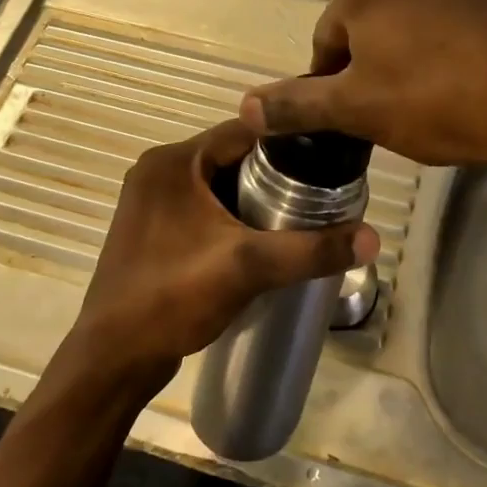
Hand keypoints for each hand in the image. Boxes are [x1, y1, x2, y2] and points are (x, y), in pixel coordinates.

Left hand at [61, 120, 379, 403]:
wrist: (113, 357)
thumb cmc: (172, 298)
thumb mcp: (248, 267)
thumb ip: (311, 250)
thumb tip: (373, 238)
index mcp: (174, 161)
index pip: (245, 130)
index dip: (291, 140)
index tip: (331, 157)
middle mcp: (159, 171)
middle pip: (234, 157)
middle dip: (277, 174)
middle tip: (322, 194)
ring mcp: (153, 202)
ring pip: (221, 185)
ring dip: (256, 198)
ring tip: (302, 216)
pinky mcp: (154, 230)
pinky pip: (205, 209)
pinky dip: (233, 217)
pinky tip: (262, 239)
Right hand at [240, 0, 486, 185]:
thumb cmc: (436, 100)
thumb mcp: (356, 109)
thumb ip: (297, 105)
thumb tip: (245, 107)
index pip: (326, 44)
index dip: (333, 89)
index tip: (355, 123)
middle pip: (367, 34)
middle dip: (372, 75)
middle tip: (394, 118)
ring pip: (409, 32)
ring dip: (408, 67)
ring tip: (431, 109)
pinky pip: (451, 31)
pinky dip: (447, 59)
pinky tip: (465, 92)